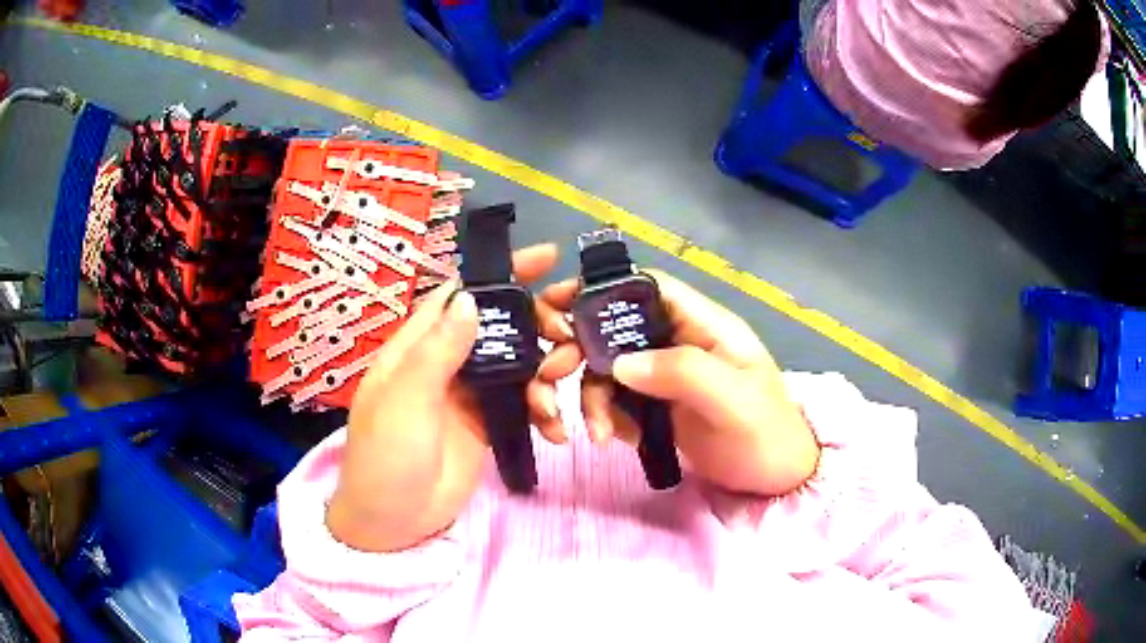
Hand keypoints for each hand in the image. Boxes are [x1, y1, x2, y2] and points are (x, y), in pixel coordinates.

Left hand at [327, 244, 571, 552]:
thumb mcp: (405, 401)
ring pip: (517, 363)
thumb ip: (437, 350)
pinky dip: (542, 411)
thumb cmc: (387, 457)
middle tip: (567, 337)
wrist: (393, 522)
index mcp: (419, 345)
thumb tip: (471, 297)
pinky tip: (555, 429)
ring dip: (544, 372)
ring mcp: (469, 393)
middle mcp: (447, 361)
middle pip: (499, 325)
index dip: (501, 272)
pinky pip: (522, 404)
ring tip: (557, 393)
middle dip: (536, 324)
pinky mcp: (487, 423)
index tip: (548, 258)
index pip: (462, 293)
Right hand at [538, 269, 818, 495]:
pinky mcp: (653, 407)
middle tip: (553, 373)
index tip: (557, 307)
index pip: (647, 288)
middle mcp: (676, 343)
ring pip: (606, 367)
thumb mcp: (733, 400)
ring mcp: (662, 377)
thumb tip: (619, 361)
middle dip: (579, 347)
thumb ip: (681, 372)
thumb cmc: (765, 434)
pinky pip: (612, 401)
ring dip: (588, 395)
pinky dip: (601, 417)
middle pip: (614, 327)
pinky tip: (609, 440)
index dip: (602, 290)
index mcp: (702, 325)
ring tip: (596, 433)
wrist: (774, 480)